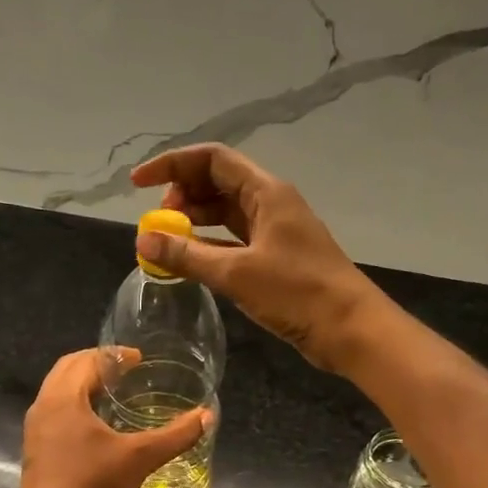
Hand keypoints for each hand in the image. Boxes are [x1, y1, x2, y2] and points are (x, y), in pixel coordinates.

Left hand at [16, 348, 209, 487]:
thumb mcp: (141, 458)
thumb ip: (176, 435)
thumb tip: (207, 416)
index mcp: (63, 399)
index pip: (86, 360)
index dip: (114, 355)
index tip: (139, 359)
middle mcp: (43, 407)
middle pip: (67, 369)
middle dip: (96, 363)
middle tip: (126, 370)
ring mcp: (35, 429)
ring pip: (58, 391)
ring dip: (83, 384)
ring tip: (114, 393)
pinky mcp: (35, 449)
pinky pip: (54, 412)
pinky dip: (74, 404)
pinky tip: (97, 426)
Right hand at [131, 144, 385, 371]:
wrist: (349, 328)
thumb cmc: (297, 293)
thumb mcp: (236, 273)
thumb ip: (187, 255)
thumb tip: (143, 240)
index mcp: (266, 192)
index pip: (212, 159)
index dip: (172, 165)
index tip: (138, 184)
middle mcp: (270, 203)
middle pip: (218, 183)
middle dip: (182, 195)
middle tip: (158, 222)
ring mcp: (274, 231)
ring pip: (225, 213)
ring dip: (194, 222)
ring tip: (167, 242)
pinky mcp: (276, 259)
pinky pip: (233, 240)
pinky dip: (208, 245)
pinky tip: (189, 261)